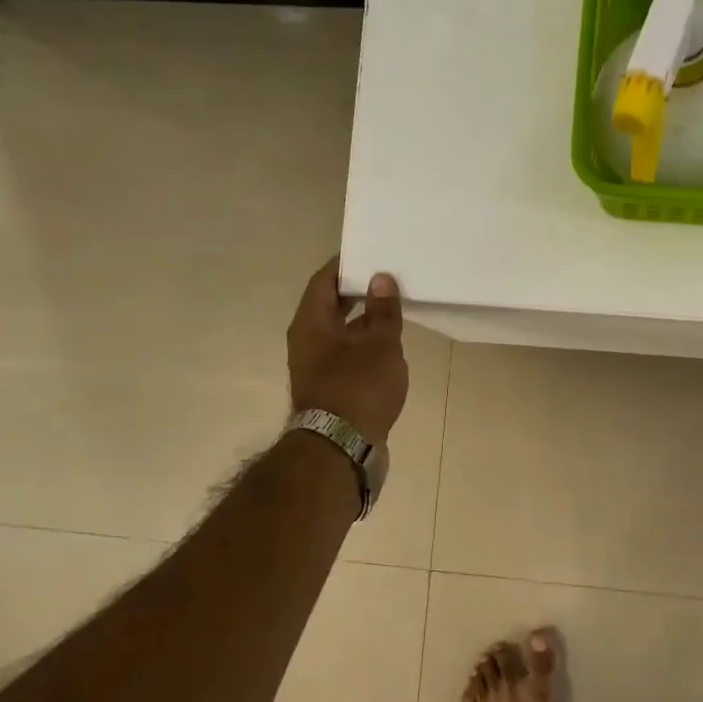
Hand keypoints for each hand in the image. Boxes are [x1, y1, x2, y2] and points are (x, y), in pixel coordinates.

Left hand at [287, 260, 408, 442]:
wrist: (341, 448)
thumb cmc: (358, 388)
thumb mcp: (380, 345)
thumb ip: (383, 311)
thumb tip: (381, 279)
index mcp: (311, 323)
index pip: (324, 280)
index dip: (345, 265)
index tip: (370, 253)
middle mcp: (307, 341)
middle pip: (330, 306)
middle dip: (358, 292)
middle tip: (388, 278)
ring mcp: (318, 367)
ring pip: (341, 333)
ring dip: (364, 321)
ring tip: (395, 309)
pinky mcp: (331, 389)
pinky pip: (348, 355)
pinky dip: (365, 345)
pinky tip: (390, 347)